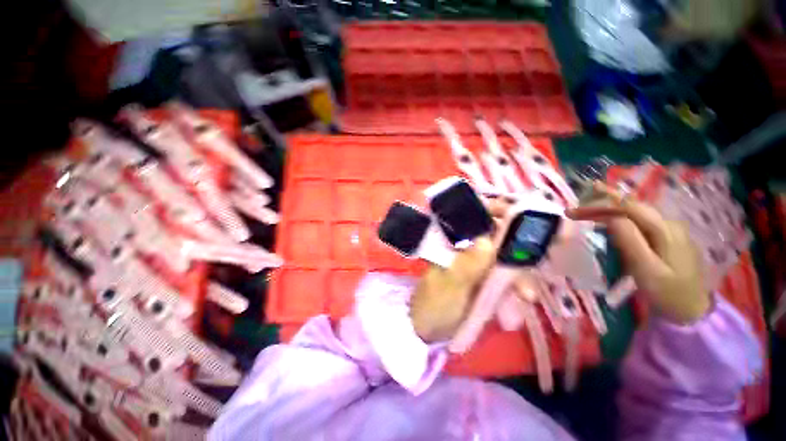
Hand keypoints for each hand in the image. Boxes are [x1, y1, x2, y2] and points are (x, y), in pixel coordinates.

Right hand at [567, 183, 709, 323]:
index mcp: (664, 228)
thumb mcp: (649, 275)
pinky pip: (648, 229)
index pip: (630, 206)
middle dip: (609, 204)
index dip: (604, 203)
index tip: (578, 209)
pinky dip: (631, 229)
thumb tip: (613, 218)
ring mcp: (673, 231)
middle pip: (635, 208)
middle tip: (583, 208)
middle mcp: (669, 222)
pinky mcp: (673, 241)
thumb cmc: (671, 298)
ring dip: (619, 217)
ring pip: (641, 218)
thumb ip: (632, 244)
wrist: (694, 313)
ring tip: (599, 220)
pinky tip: (625, 239)